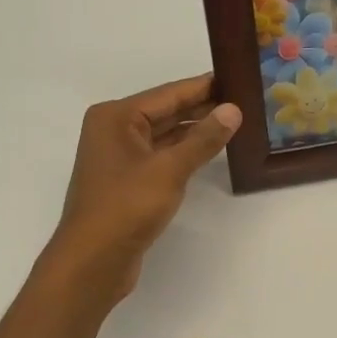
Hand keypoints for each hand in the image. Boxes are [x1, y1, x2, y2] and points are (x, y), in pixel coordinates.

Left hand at [50, 74, 241, 300]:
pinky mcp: (128, 181)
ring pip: (165, 135)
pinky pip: (161, 156)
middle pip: (166, 111)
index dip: (204, 86)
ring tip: (235, 122)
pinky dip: (185, 152)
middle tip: (244, 99)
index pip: (169, 93)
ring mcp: (120, 157)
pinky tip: (211, 151)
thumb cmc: (126, 207)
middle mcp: (114, 130)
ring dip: (195, 131)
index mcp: (116, 117)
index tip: (237, 76)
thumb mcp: (170, 169)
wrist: (92, 262)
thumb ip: (203, 139)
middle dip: (202, 107)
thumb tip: (233, 109)